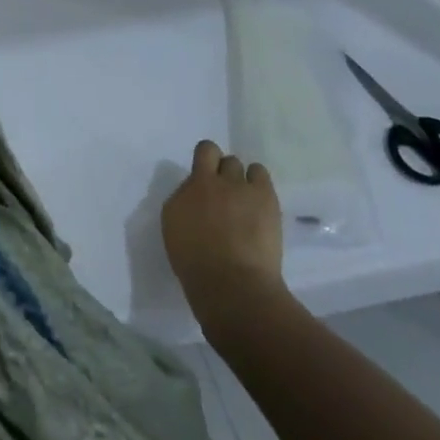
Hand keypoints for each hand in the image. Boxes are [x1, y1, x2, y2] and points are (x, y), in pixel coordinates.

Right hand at [161, 141, 287, 330]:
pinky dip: (257, 181)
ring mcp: (236, 185)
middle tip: (225, 191)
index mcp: (183, 194)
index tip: (207, 182)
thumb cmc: (198, 269)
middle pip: (213, 154)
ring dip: (238, 177)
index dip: (203, 165)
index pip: (193, 162)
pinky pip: (259, 172)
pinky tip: (259, 200)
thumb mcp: (177, 234)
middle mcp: (206, 182)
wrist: (233, 285)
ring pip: (237, 163)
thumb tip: (197, 201)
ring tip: (245, 198)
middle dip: (218, 169)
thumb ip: (186, 209)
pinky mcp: (262, 195)